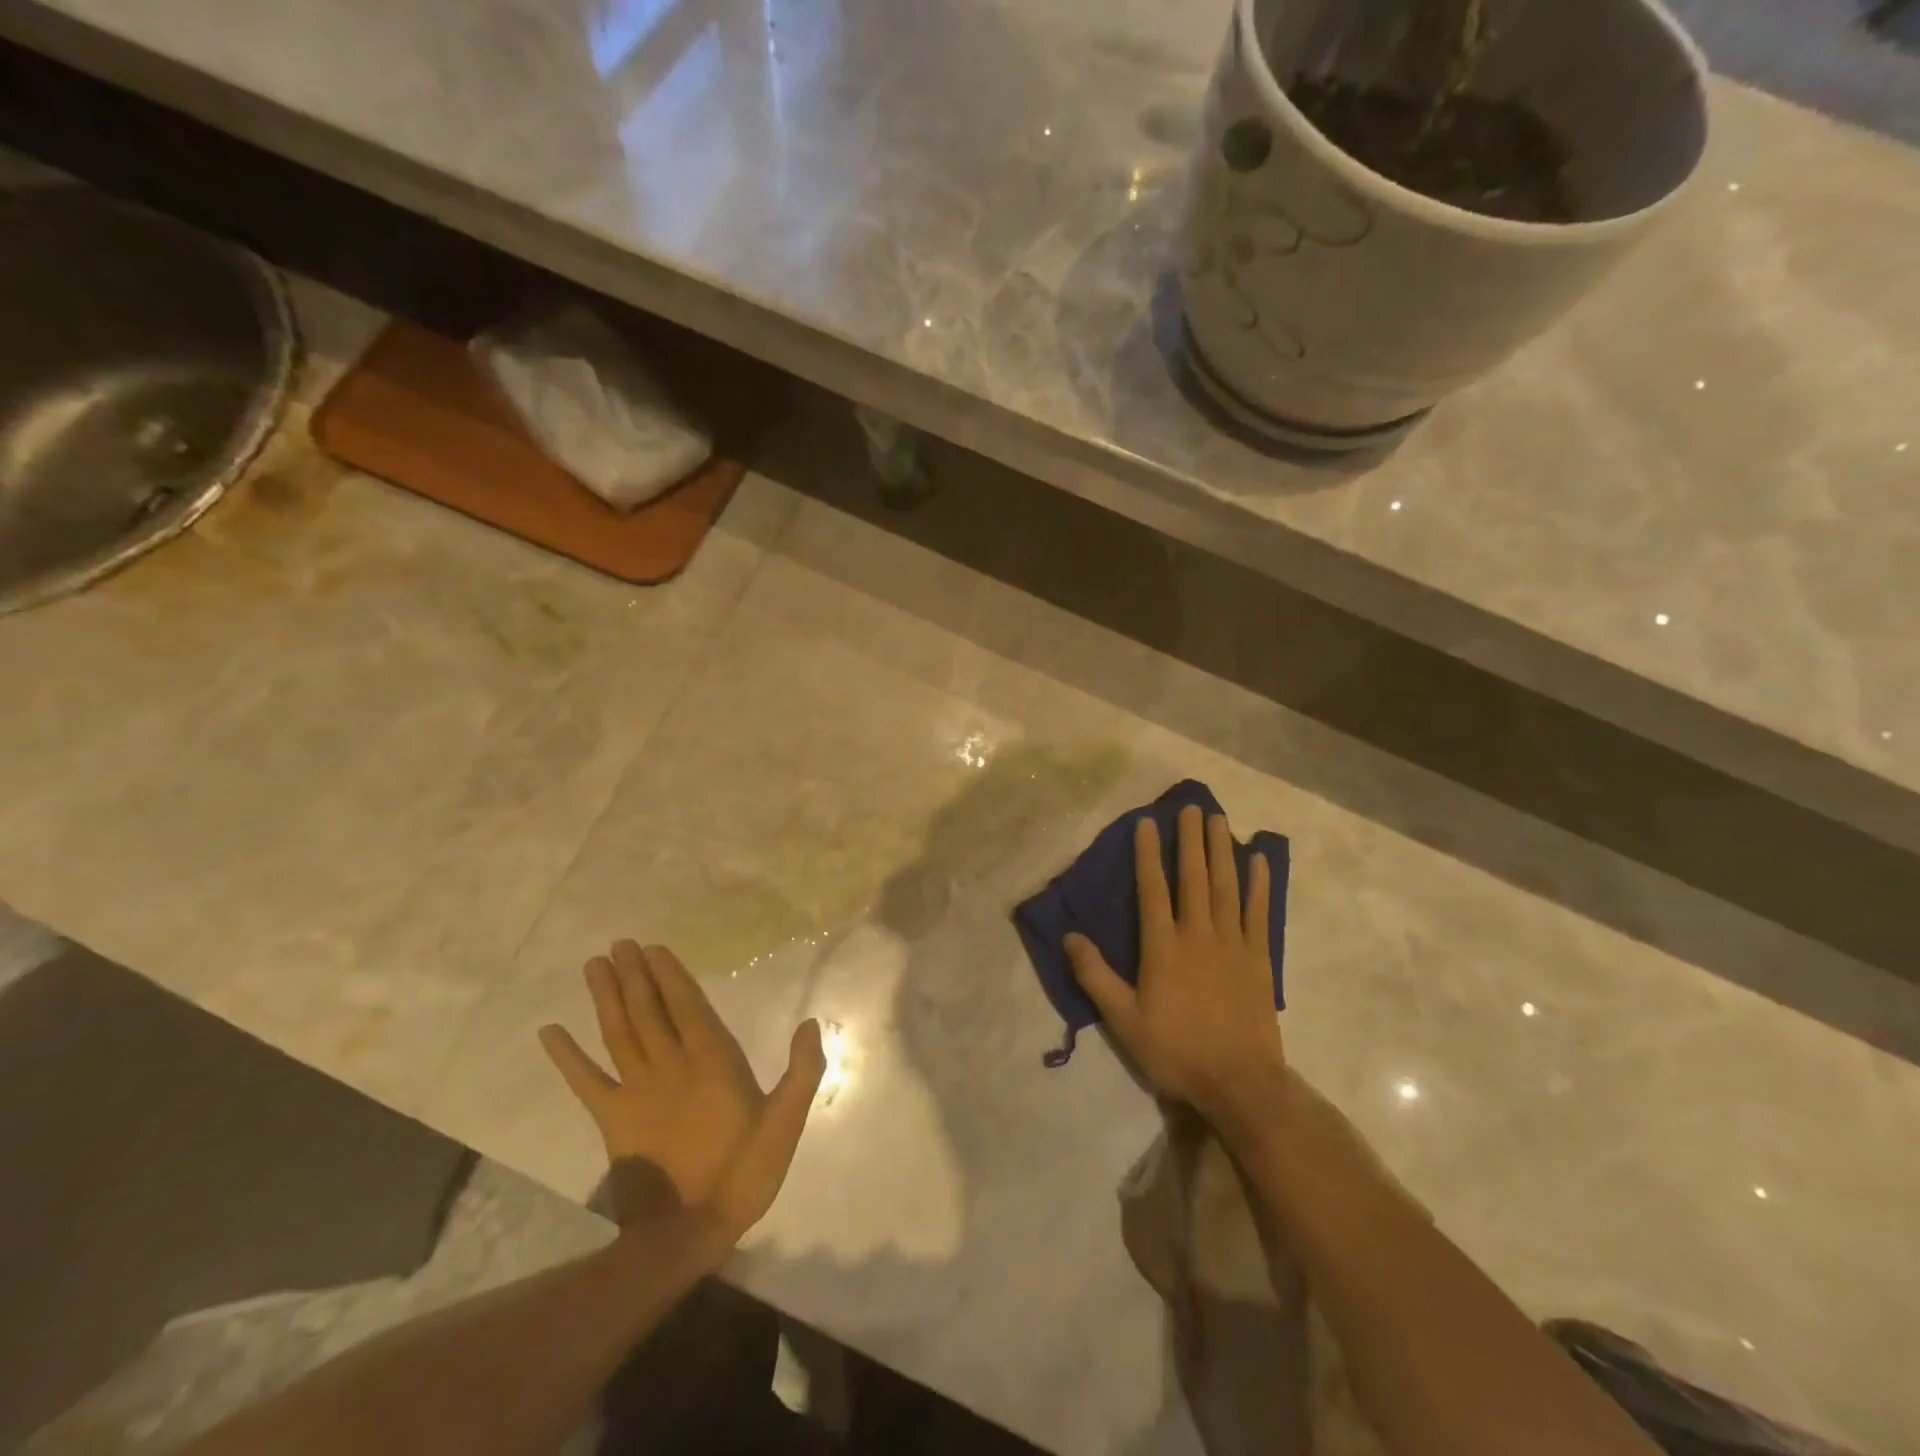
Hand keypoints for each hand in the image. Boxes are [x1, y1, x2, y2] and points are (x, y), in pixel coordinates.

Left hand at [539, 941, 825, 1239]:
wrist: (688, 1232)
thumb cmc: (744, 1173)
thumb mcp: (786, 1123)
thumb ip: (802, 1071)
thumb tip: (810, 1023)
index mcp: (713, 1063)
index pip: (688, 1008)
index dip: (670, 976)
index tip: (653, 948)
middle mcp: (671, 1066)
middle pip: (648, 1012)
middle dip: (634, 976)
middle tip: (619, 944)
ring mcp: (637, 1092)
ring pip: (619, 1034)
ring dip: (606, 998)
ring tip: (594, 966)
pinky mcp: (612, 1119)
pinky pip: (586, 1081)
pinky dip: (567, 1057)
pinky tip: (550, 1032)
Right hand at [1064, 806, 1285, 1125]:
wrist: (1239, 1083)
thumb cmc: (1176, 1050)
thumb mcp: (1123, 1019)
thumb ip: (1095, 975)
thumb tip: (1070, 936)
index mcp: (1163, 947)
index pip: (1152, 889)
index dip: (1148, 854)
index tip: (1147, 823)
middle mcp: (1198, 934)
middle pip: (1193, 877)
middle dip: (1190, 840)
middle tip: (1190, 806)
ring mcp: (1232, 944)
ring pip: (1226, 886)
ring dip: (1221, 850)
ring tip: (1218, 819)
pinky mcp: (1259, 958)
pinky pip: (1259, 912)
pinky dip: (1259, 884)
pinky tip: (1258, 860)